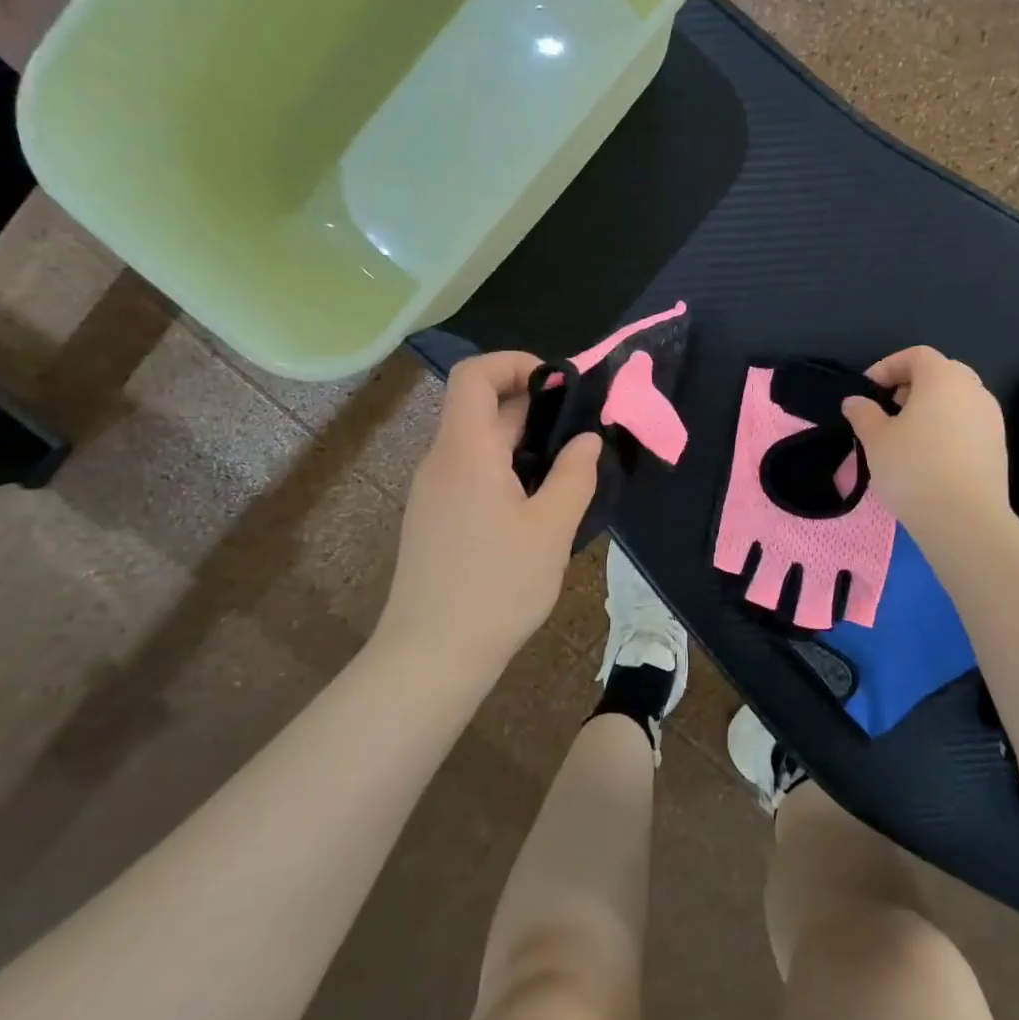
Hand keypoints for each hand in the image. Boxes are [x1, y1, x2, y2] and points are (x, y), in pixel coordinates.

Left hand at [378, 352, 601, 675]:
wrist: (431, 655)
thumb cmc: (497, 585)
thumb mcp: (551, 528)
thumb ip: (574, 475)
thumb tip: (586, 439)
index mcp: (465, 450)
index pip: (474, 375)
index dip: (515, 364)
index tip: (560, 385)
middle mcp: (441, 461)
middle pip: (481, 409)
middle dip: (534, 408)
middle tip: (583, 431)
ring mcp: (434, 493)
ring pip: (480, 444)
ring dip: (524, 443)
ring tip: (569, 468)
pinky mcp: (436, 520)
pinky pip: (472, 474)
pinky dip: (507, 470)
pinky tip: (539, 504)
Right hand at [841, 346, 1013, 547]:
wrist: (965, 519)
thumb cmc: (913, 468)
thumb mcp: (876, 440)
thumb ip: (863, 413)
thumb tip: (855, 401)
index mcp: (943, 378)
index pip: (915, 355)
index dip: (888, 367)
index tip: (868, 391)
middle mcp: (973, 390)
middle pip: (940, 373)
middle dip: (911, 386)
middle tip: (887, 410)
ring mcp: (991, 418)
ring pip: (956, 399)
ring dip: (930, 408)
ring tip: (905, 436)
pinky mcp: (998, 446)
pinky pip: (968, 423)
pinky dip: (946, 428)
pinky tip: (928, 456)